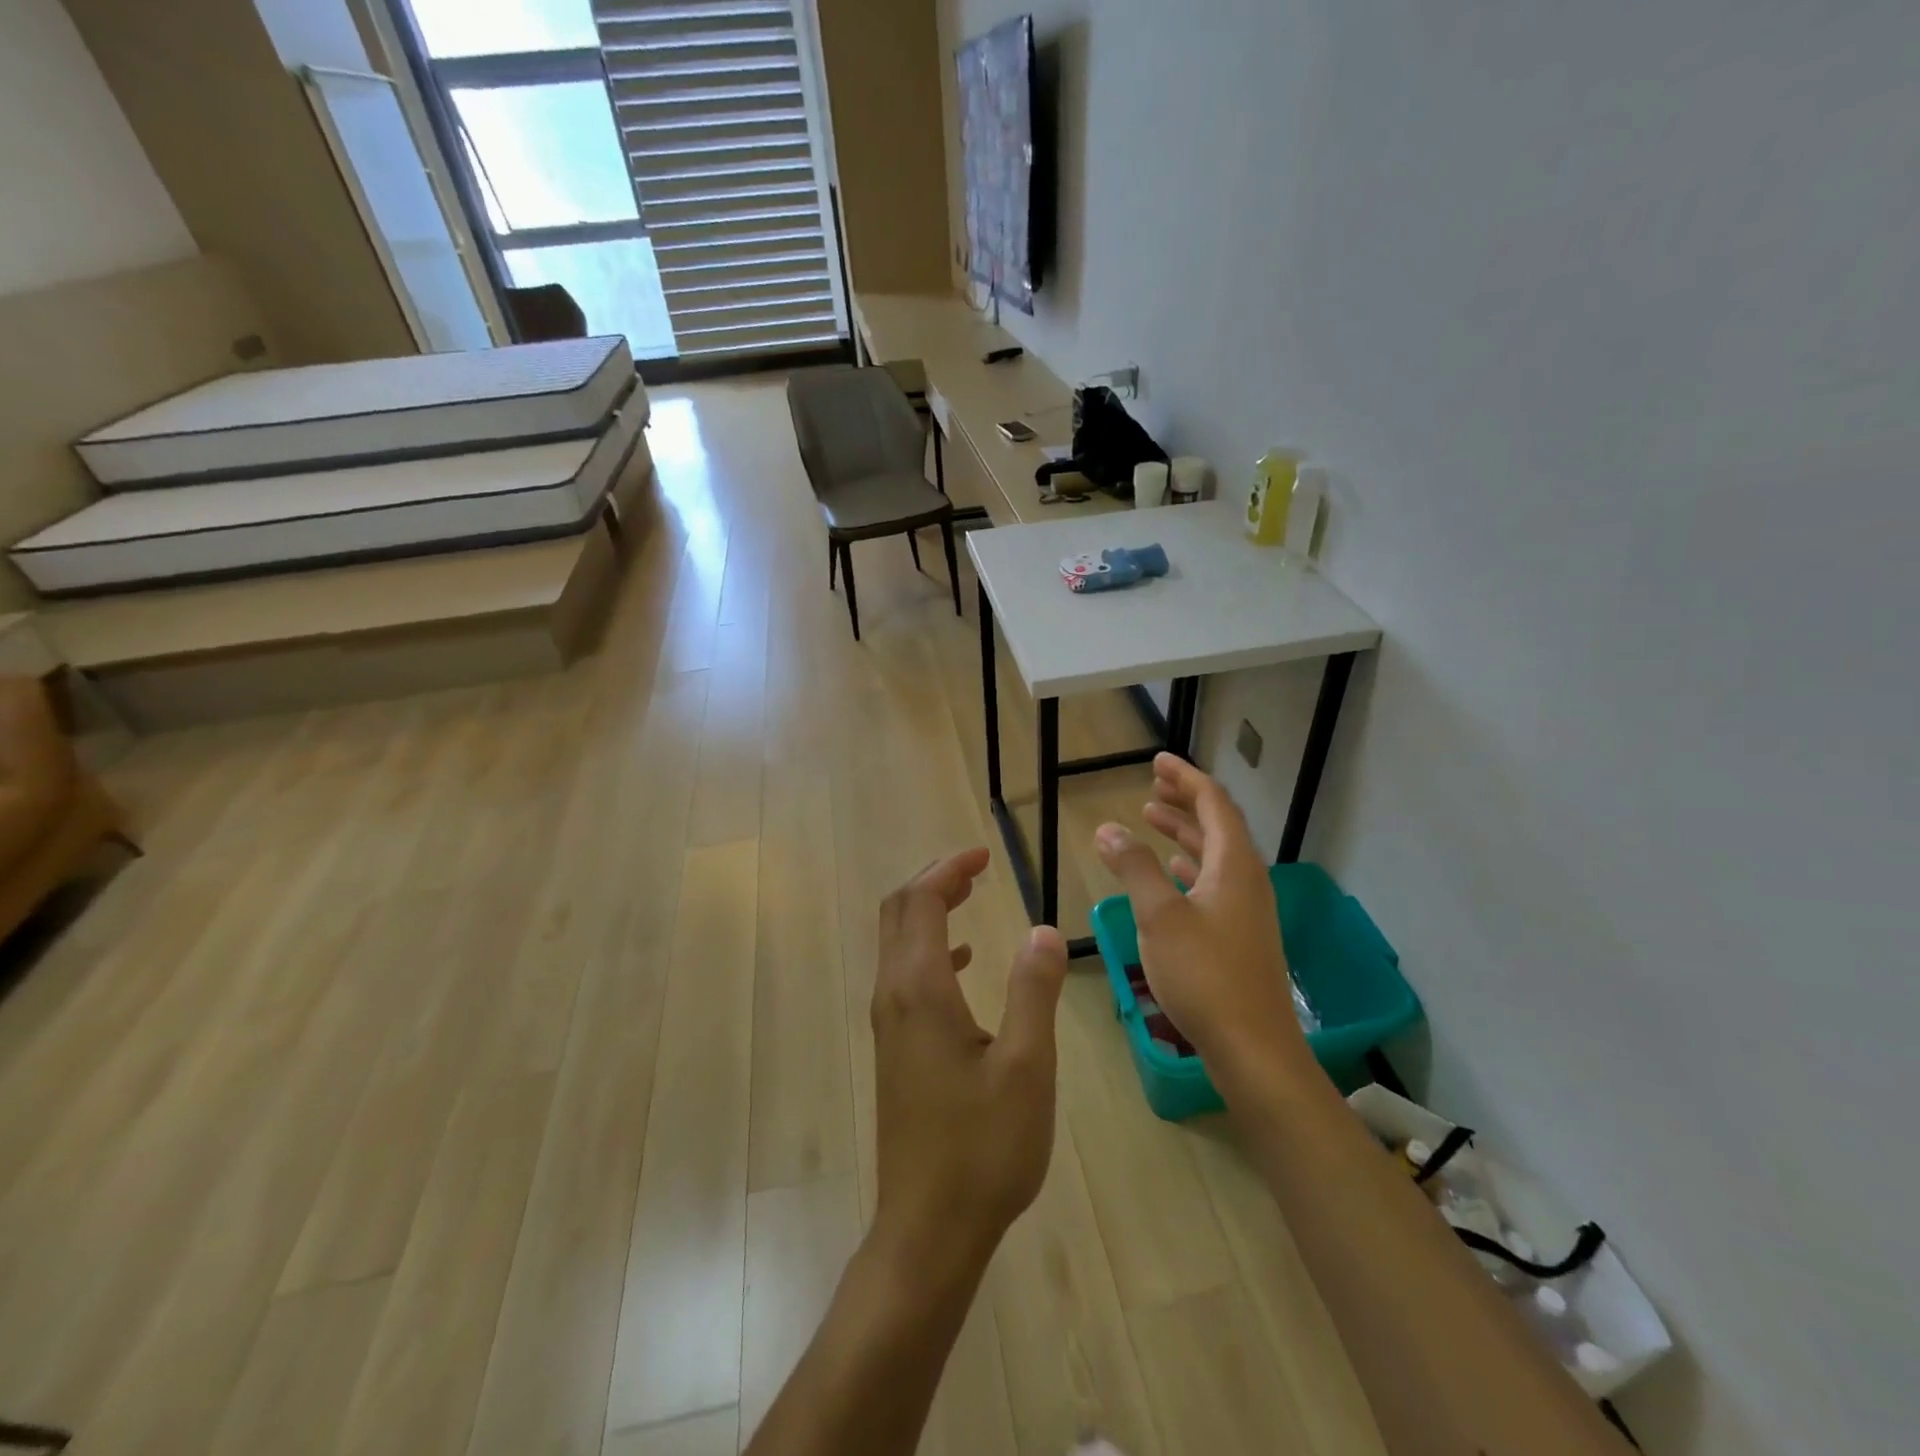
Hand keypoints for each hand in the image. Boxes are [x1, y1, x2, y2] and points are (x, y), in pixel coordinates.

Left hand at [870, 849, 1069, 1278]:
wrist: (928, 1227)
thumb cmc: (982, 1147)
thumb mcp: (1025, 1066)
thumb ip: (1034, 990)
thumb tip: (1042, 929)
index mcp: (920, 989)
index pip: (921, 901)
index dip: (949, 869)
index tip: (984, 855)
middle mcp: (893, 996)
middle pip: (898, 912)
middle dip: (934, 880)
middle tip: (976, 868)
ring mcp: (888, 1023)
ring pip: (897, 942)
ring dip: (929, 910)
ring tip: (971, 897)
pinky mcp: (894, 1048)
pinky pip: (904, 975)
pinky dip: (930, 949)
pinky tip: (963, 962)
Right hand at [1093, 754, 1306, 1081]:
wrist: (1253, 1049)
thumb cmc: (1205, 976)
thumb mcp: (1159, 916)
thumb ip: (1134, 867)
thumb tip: (1107, 827)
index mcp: (1234, 865)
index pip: (1213, 803)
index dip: (1185, 778)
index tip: (1157, 761)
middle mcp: (1247, 880)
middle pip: (1218, 825)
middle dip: (1184, 801)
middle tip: (1152, 785)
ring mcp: (1247, 909)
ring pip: (1215, 855)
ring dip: (1184, 833)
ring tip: (1152, 819)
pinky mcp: (1240, 935)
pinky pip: (1214, 882)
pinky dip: (1190, 867)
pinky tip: (1171, 872)